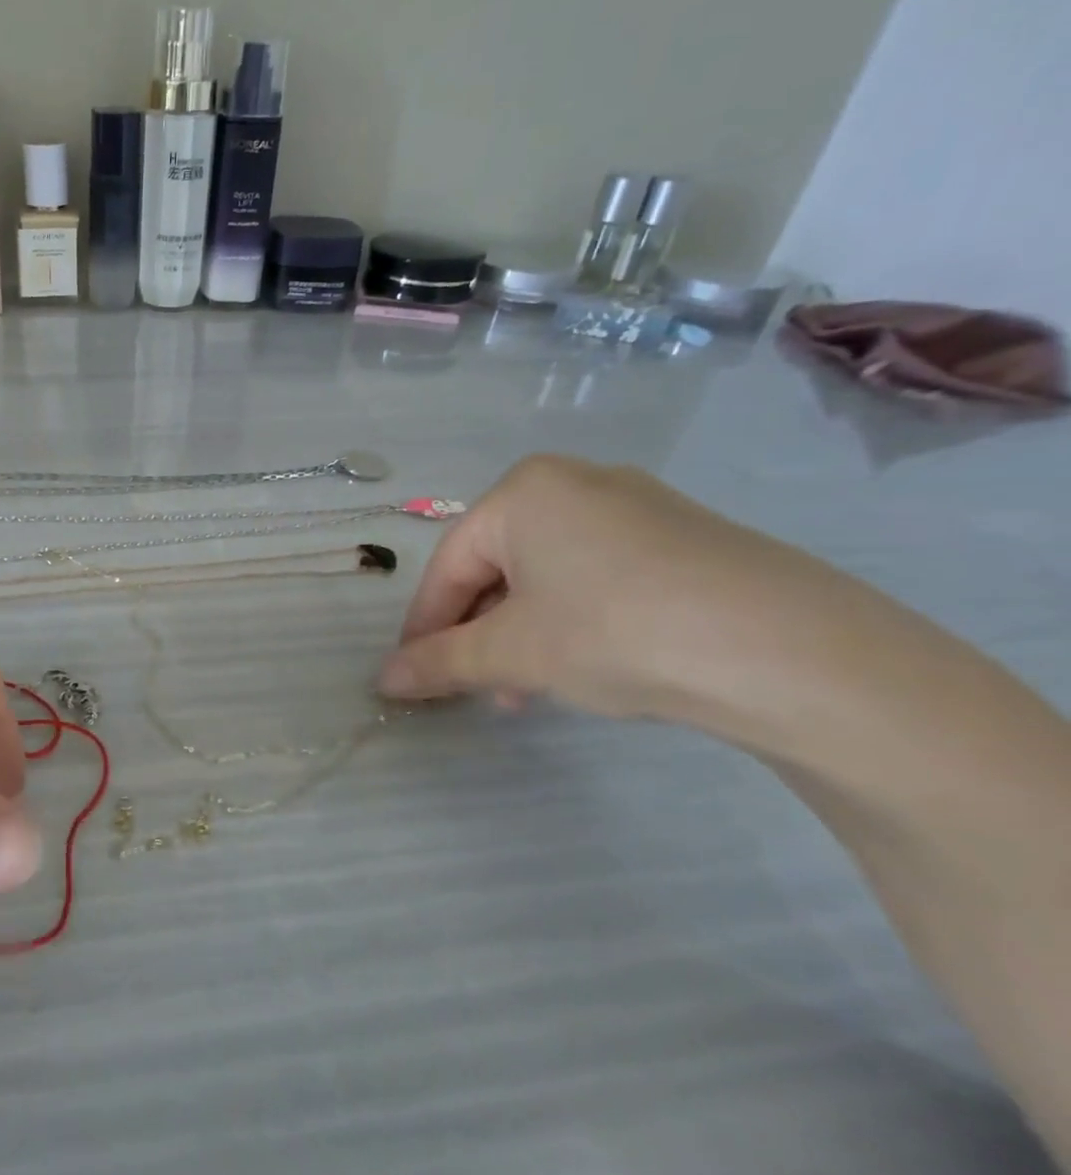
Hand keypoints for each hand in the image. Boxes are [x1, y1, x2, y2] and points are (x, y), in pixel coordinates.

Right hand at [378, 454, 842, 724]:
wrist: (791, 651)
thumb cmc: (615, 632)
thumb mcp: (513, 653)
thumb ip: (439, 663)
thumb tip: (383, 680)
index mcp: (523, 491)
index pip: (448, 565)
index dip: (424, 626)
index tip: (411, 675)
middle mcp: (575, 483)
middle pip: (497, 567)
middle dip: (478, 633)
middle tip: (475, 688)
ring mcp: (638, 506)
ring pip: (547, 575)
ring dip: (523, 635)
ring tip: (528, 692)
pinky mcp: (686, 537)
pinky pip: (598, 576)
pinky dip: (574, 621)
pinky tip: (586, 667)